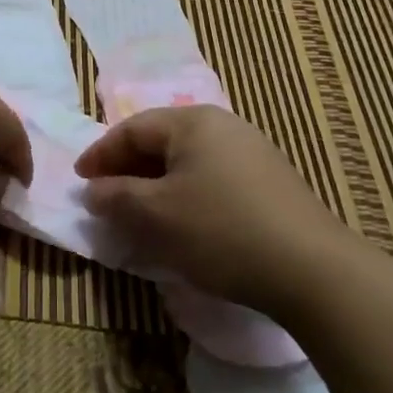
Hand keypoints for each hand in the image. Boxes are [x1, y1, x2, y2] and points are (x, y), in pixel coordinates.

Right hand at [74, 106, 343, 318]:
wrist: (312, 270)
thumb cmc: (221, 230)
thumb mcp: (156, 215)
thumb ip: (116, 197)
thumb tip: (93, 190)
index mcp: (193, 122)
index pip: (133, 128)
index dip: (101, 153)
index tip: (80, 180)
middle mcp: (224, 126)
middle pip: (162, 141)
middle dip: (129, 169)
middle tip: (105, 197)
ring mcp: (253, 153)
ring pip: (189, 162)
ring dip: (157, 185)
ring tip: (140, 214)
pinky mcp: (272, 183)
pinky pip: (213, 179)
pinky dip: (187, 195)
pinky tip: (185, 225)